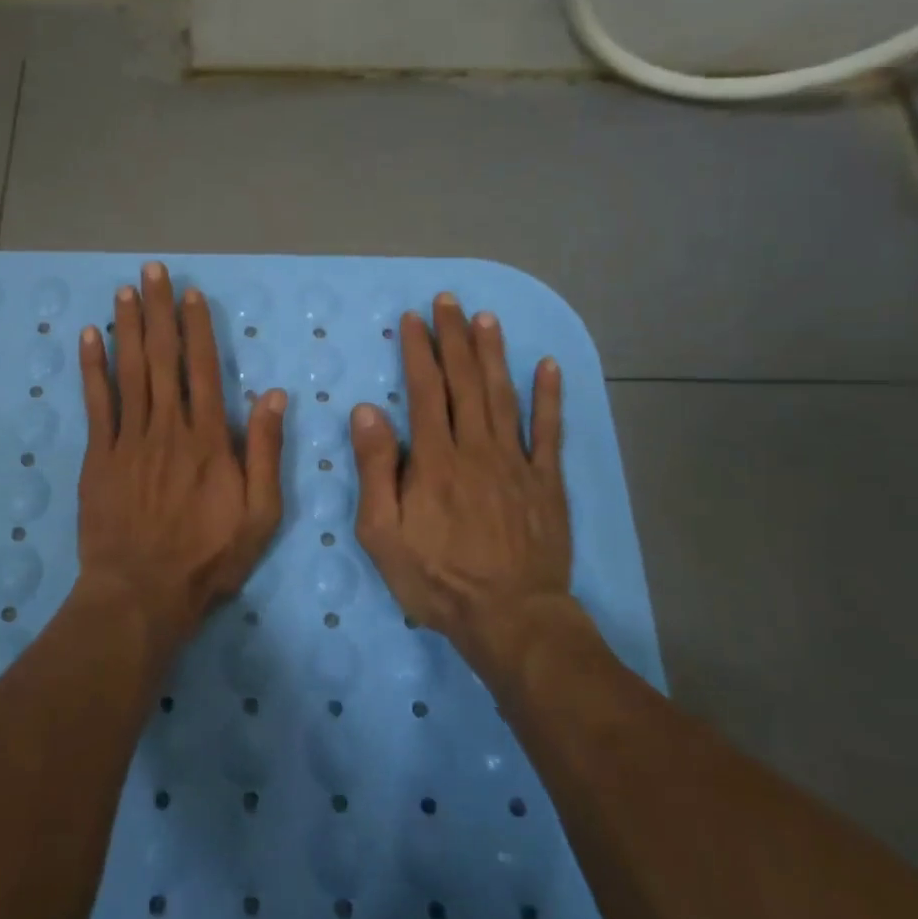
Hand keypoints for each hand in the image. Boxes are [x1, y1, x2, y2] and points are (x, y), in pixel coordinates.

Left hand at [73, 262, 286, 646]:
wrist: (142, 592)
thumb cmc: (208, 557)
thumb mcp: (260, 513)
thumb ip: (265, 452)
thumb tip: (274, 395)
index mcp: (208, 439)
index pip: (203, 368)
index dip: (197, 327)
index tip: (190, 293)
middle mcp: (167, 427)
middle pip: (162, 357)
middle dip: (158, 310)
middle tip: (151, 270)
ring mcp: (128, 439)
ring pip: (129, 371)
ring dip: (127, 327)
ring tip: (125, 290)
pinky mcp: (98, 456)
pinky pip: (96, 403)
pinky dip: (92, 368)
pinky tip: (89, 337)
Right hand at [350, 292, 576, 673]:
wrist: (509, 617)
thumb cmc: (436, 578)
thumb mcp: (382, 532)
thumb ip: (375, 469)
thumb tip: (367, 411)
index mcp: (434, 459)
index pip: (425, 390)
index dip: (418, 351)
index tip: (413, 319)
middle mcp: (476, 448)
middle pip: (465, 382)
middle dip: (454, 338)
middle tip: (449, 301)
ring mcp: (516, 462)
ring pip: (504, 396)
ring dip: (494, 354)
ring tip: (486, 319)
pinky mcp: (546, 482)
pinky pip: (550, 431)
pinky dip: (550, 397)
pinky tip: (549, 366)